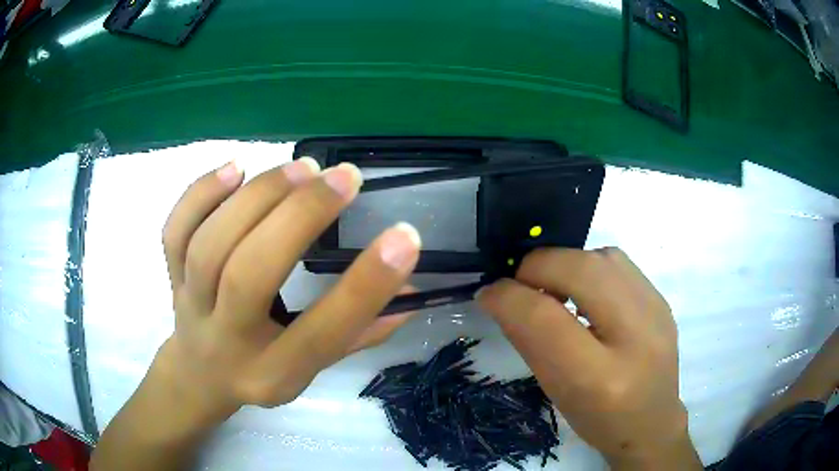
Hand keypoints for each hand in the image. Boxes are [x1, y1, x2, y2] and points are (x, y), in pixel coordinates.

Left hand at [157, 158, 420, 416]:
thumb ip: (361, 333)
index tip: (405, 236)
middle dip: (299, 217)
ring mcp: (190, 304)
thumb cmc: (262, 373)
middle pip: (249, 276)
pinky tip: (236, 168)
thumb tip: (413, 290)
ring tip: (304, 168)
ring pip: (209, 245)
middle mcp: (226, 340)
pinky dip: (201, 193)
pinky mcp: (170, 277)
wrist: (199, 375)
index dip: (366, 286)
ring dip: (258, 197)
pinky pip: (174, 231)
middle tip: (345, 178)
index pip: (322, 333)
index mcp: (273, 373)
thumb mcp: (313, 371)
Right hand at [478, 248, 699, 468]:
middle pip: (579, 269)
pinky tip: (586, 293)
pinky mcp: (661, 298)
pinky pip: (617, 263)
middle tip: (522, 288)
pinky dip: (589, 268)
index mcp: (600, 378)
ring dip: (565, 265)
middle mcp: (636, 335)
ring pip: (600, 255)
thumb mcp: (556, 391)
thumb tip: (499, 296)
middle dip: (536, 268)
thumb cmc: (598, 419)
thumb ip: (528, 341)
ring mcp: (656, 310)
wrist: (652, 422)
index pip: (544, 318)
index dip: (508, 296)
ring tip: (556, 290)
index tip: (488, 293)